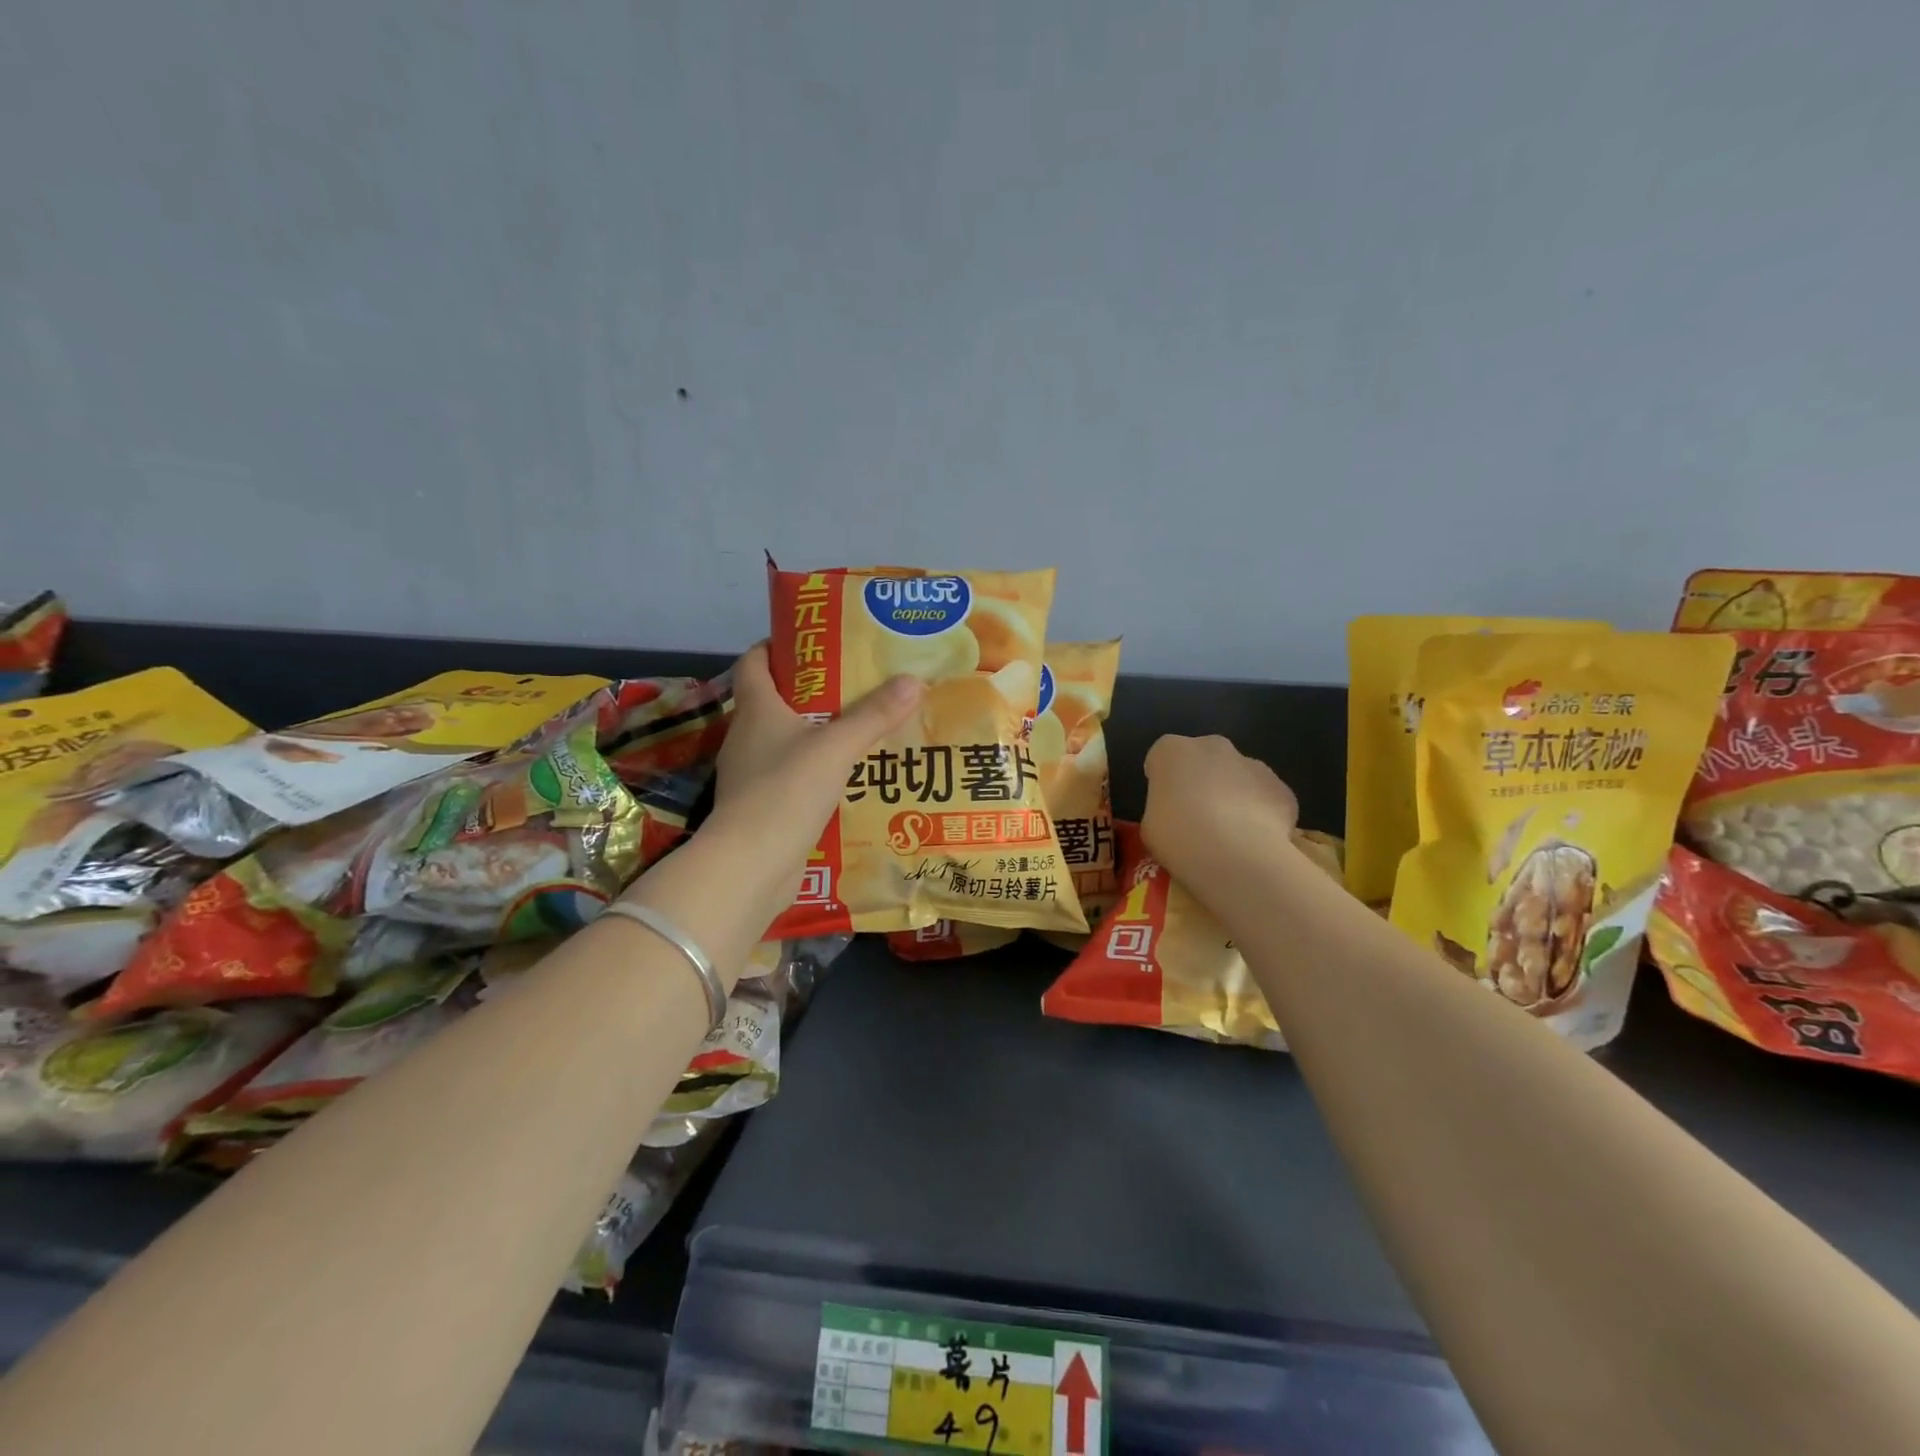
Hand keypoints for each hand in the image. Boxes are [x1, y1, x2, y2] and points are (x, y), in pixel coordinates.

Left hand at [709, 642, 923, 874]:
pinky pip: (793, 777)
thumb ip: (874, 716)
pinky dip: (816, 771)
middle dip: (812, 690)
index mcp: (756, 710)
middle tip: (857, 684)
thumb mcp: (836, 747)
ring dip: (817, 734)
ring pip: (786, 741)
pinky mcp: (763, 807)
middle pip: (775, 700)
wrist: (750, 865)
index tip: (815, 642)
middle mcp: (747, 737)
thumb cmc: (786, 791)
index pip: (754, 662)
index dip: (778, 646)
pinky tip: (848, 777)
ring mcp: (752, 775)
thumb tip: (913, 680)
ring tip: (861, 729)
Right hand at [1140, 734, 1298, 889]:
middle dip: (1202, 781)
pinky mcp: (1282, 788)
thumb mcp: (1151, 826)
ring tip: (1230, 835)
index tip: (1165, 805)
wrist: (1234, 854)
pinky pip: (1266, 798)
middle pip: (1205, 759)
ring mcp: (1252, 764)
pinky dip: (1262, 815)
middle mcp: (1213, 746)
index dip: (1164, 780)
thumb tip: (1176, 816)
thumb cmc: (1177, 837)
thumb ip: (1162, 810)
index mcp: (1172, 751)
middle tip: (1197, 817)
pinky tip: (1255, 842)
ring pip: (1240, 776)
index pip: (1163, 757)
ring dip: (1234, 796)